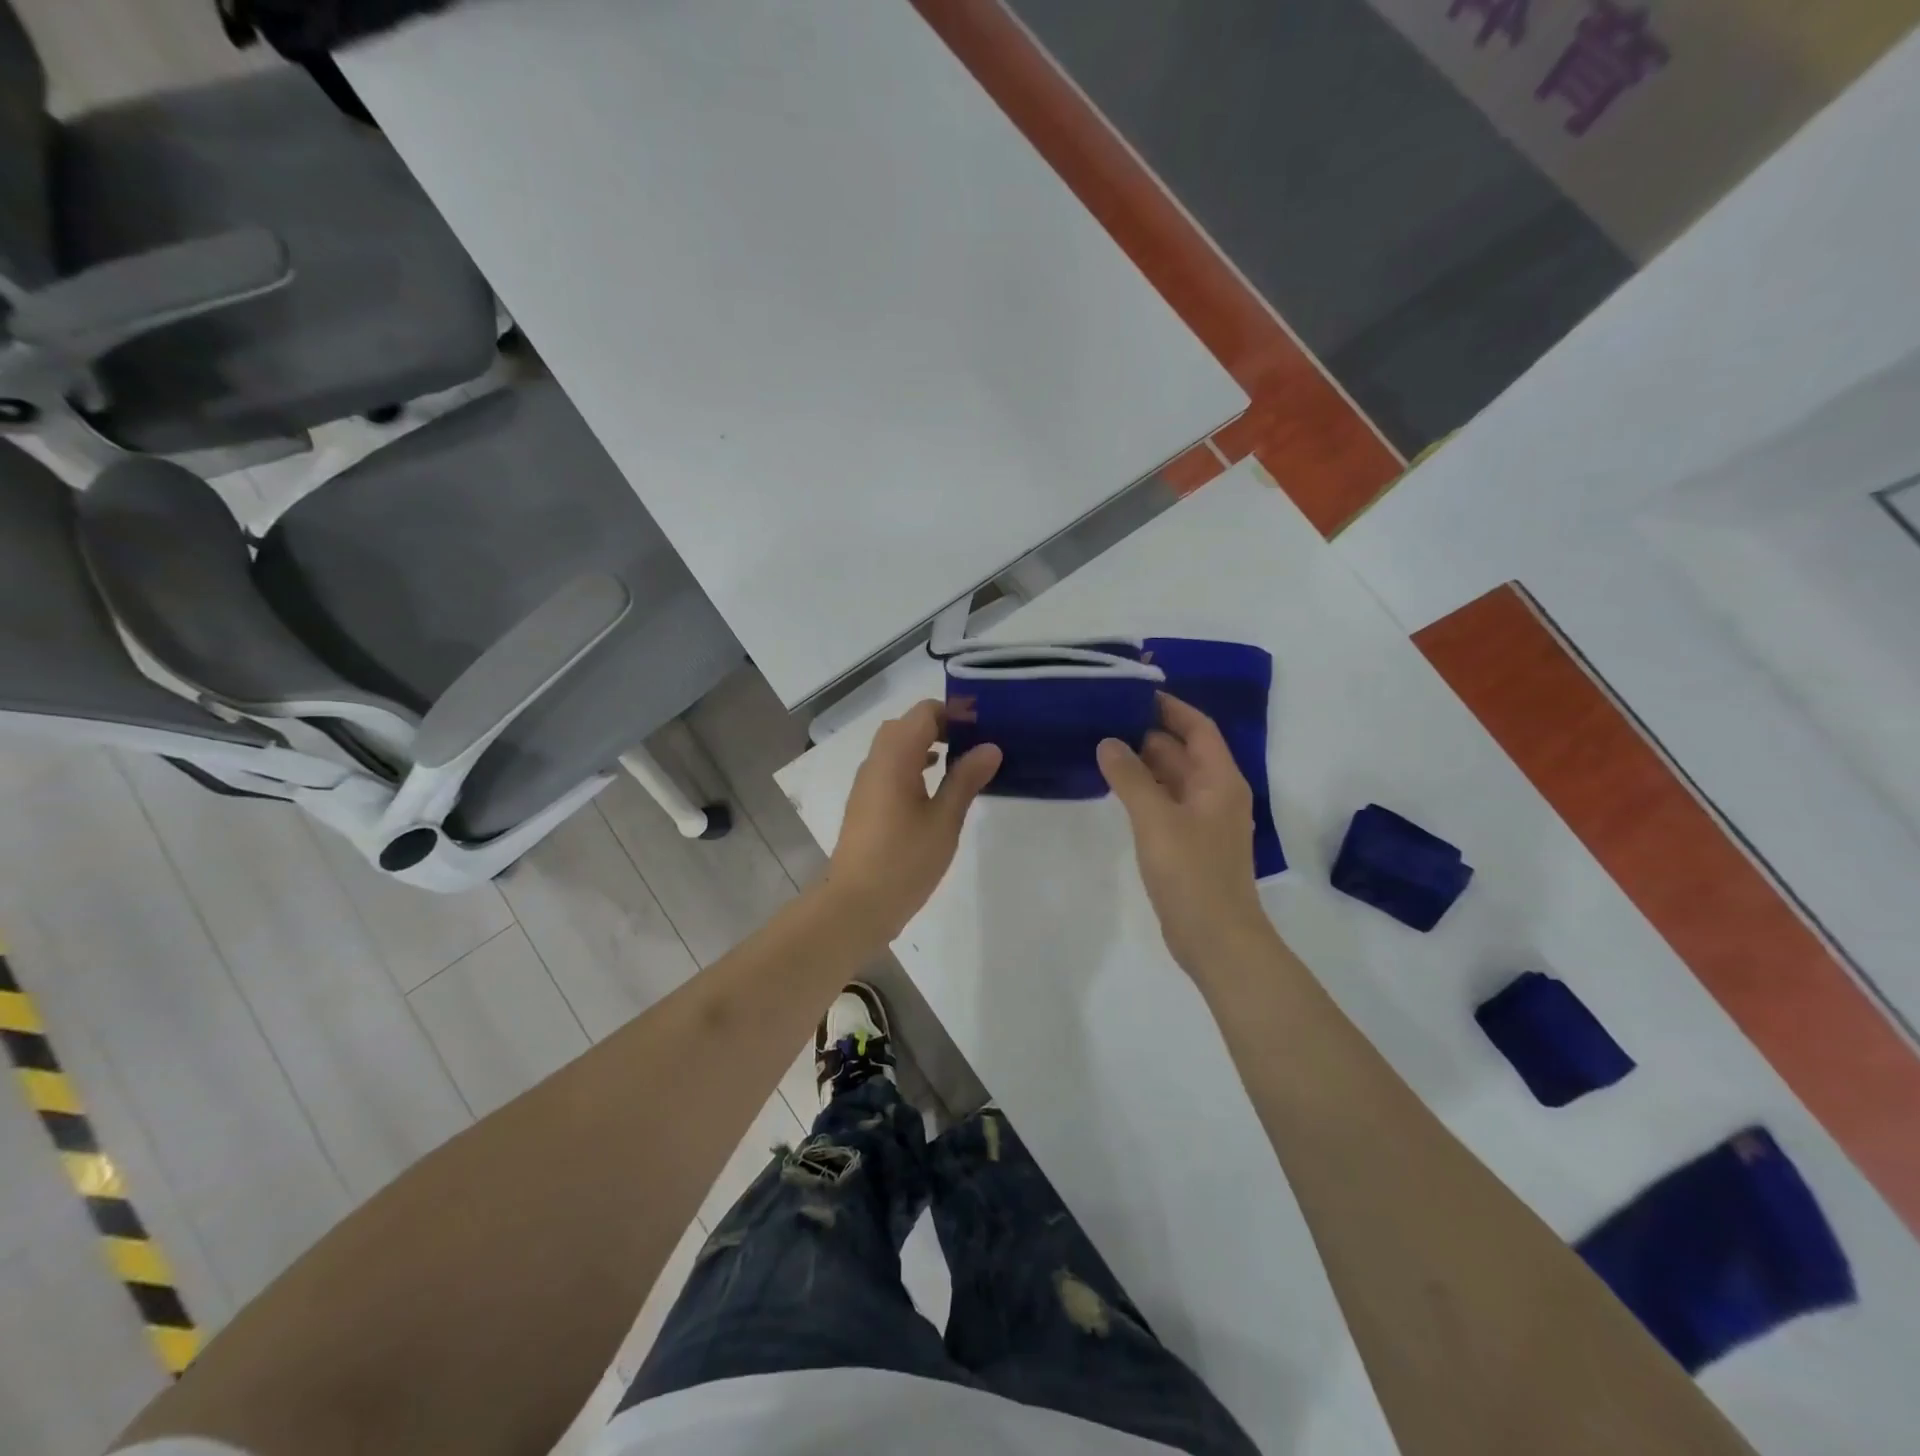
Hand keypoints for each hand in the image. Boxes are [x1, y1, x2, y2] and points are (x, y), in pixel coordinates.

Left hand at [825, 700, 1001, 939]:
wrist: (856, 904)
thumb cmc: (904, 861)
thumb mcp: (944, 820)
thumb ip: (965, 779)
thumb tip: (990, 747)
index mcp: (895, 758)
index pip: (924, 713)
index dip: (955, 713)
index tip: (985, 729)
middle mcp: (876, 761)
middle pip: (907, 725)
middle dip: (942, 727)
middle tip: (975, 745)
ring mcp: (867, 782)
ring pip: (896, 746)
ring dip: (926, 745)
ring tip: (962, 763)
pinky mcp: (865, 802)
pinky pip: (890, 767)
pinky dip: (913, 764)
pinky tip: (935, 788)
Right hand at [1098, 693, 1274, 976]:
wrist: (1217, 939)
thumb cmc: (1191, 873)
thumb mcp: (1156, 819)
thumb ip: (1130, 777)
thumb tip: (1108, 742)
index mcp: (1220, 779)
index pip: (1198, 727)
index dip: (1170, 707)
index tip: (1134, 691)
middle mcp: (1216, 793)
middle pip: (1184, 750)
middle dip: (1149, 732)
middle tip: (1106, 717)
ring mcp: (1204, 821)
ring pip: (1173, 778)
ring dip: (1144, 762)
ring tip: (1103, 745)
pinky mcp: (1190, 843)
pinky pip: (1166, 803)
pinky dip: (1144, 790)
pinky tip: (1115, 789)